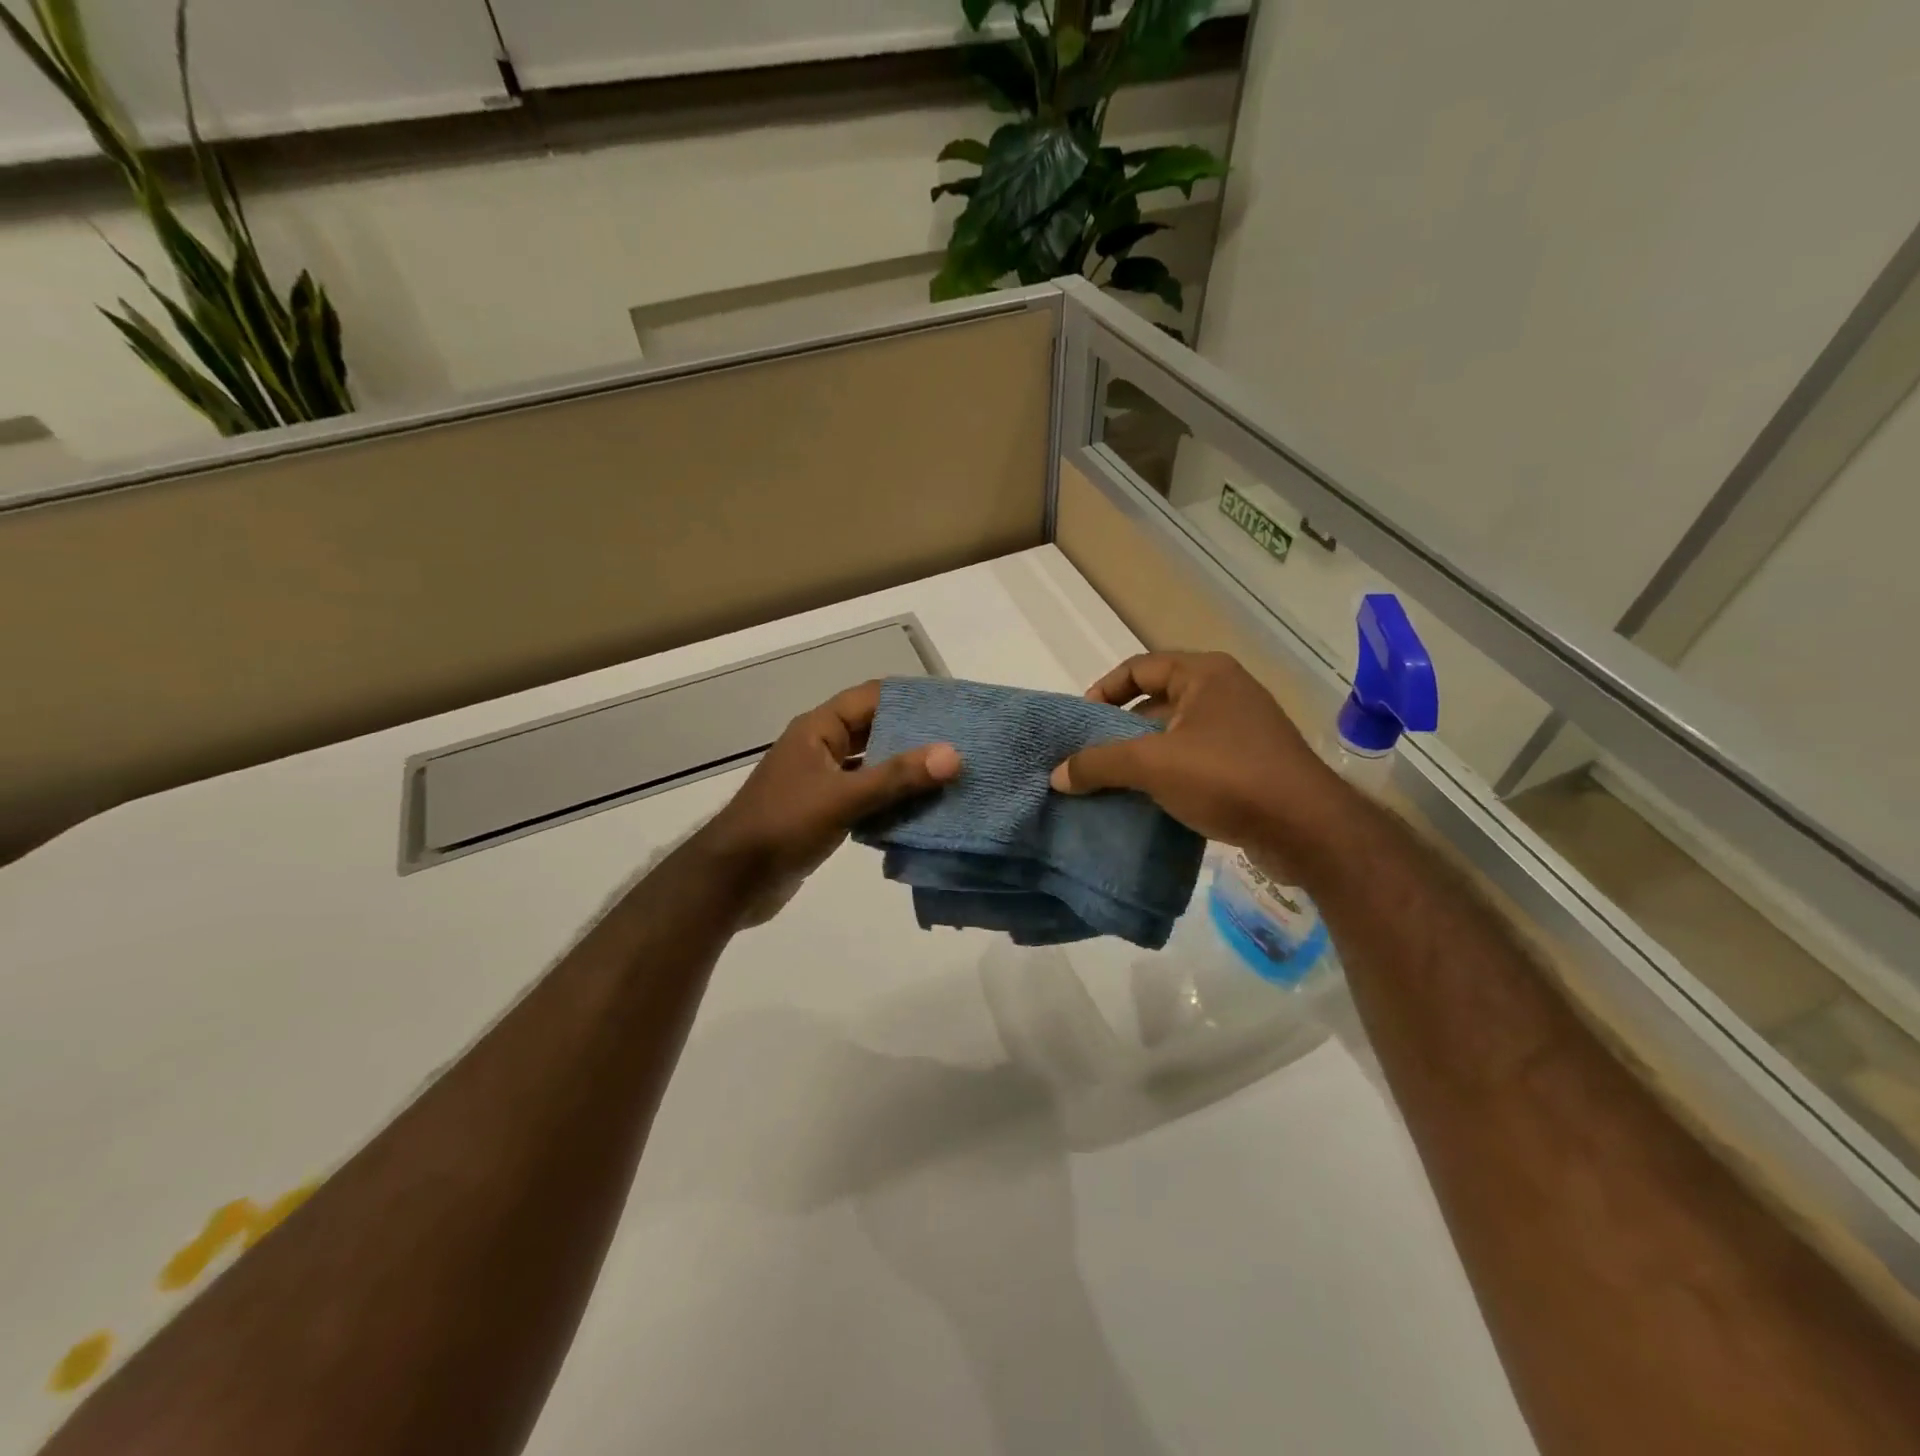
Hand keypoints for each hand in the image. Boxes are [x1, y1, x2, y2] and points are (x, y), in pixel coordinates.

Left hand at [695, 680, 960, 924]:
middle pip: (875, 730)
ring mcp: (821, 782)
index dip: (910, 697)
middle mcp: (820, 748)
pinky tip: (923, 811)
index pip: (872, 697)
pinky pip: (866, 797)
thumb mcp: (843, 797)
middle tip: (961, 743)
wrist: (733, 881)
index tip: (952, 706)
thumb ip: (897, 777)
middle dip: (915, 736)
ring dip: (905, 772)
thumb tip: (952, 754)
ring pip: (872, 766)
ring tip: (951, 775)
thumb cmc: (783, 825)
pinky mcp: (824, 812)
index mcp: (818, 729)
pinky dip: (891, 800)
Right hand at [1049, 652, 1349, 875]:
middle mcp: (1224, 692)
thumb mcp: (1152, 765)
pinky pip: (1195, 759)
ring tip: (1111, 782)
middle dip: (1119, 728)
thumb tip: (1057, 774)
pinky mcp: (1250, 764)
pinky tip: (1147, 801)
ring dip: (1142, 755)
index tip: (1080, 723)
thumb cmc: (1227, 777)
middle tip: (1090, 756)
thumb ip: (1099, 764)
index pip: (1139, 667)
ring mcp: (1241, 729)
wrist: (1307, 829)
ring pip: (1175, 734)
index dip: (1103, 690)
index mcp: (1205, 674)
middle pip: (1156, 701)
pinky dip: (1168, 774)